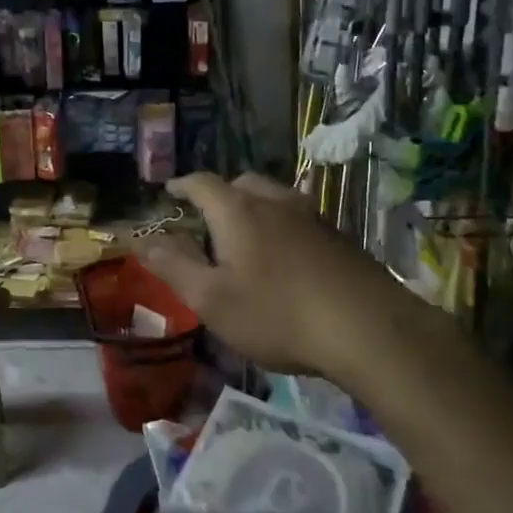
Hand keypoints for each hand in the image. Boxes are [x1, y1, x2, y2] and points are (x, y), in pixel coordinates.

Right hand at [135, 172, 387, 381]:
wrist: (369, 329)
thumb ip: (174, 267)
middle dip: (220, 193)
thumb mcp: (212, 299)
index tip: (169, 190)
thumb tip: (143, 241)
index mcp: (238, 211)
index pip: (202, 183)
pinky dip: (281, 224)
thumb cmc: (278, 315)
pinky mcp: (339, 236)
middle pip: (241, 182)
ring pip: (274, 197)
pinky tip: (285, 255)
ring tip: (246, 233)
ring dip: (254, 206)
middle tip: (207, 216)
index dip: (182, 185)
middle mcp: (274, 202)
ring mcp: (312, 216)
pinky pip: (298, 217)